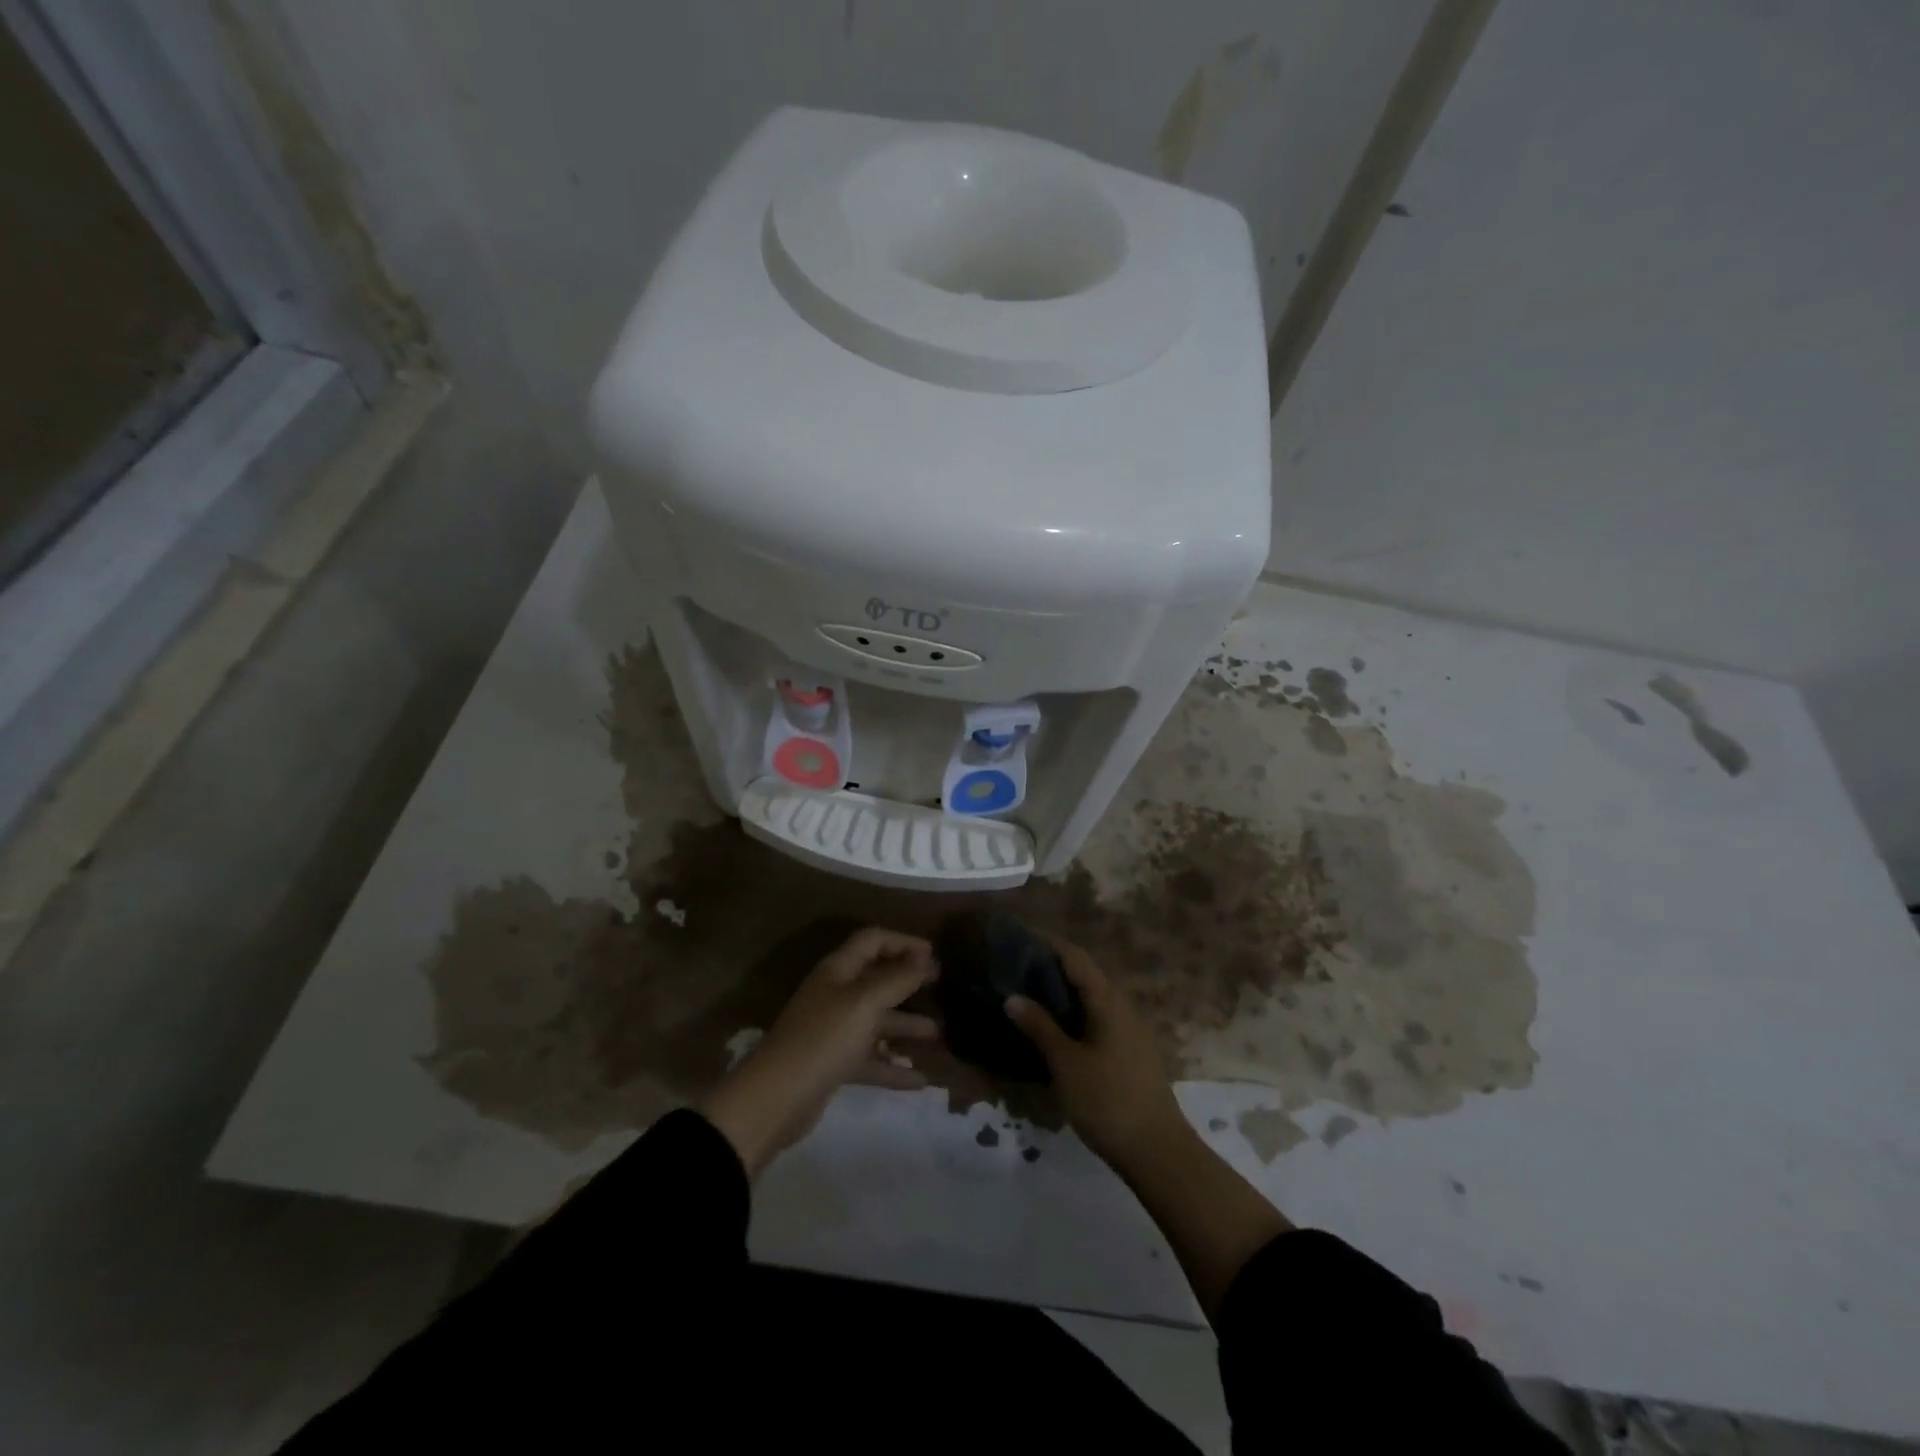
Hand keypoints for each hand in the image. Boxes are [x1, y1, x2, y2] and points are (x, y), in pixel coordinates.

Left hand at [698, 928, 938, 1177]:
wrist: (775, 1099)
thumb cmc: (823, 1039)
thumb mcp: (865, 1003)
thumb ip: (897, 979)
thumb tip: (924, 959)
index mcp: (839, 970)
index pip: (873, 940)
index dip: (903, 942)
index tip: (934, 955)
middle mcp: (836, 994)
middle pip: (877, 980)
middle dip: (910, 983)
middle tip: (943, 990)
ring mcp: (834, 1031)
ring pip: (877, 1021)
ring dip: (907, 1026)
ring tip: (940, 1036)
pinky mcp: (834, 1065)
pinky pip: (870, 1059)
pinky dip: (894, 1067)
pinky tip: (920, 1080)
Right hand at [1004, 943, 1192, 1172]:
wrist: (1158, 1152)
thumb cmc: (1108, 1100)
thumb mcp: (1066, 1063)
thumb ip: (1040, 1027)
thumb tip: (1013, 996)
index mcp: (1108, 1001)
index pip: (1075, 958)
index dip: (1047, 946)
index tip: (1017, 942)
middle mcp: (1122, 1008)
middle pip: (1084, 976)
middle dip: (1050, 971)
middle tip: (1014, 974)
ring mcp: (1129, 1032)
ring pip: (1090, 1001)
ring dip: (1061, 997)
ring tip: (1027, 1002)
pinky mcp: (1130, 1055)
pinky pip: (1096, 1022)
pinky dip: (1073, 1019)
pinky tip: (1053, 1036)